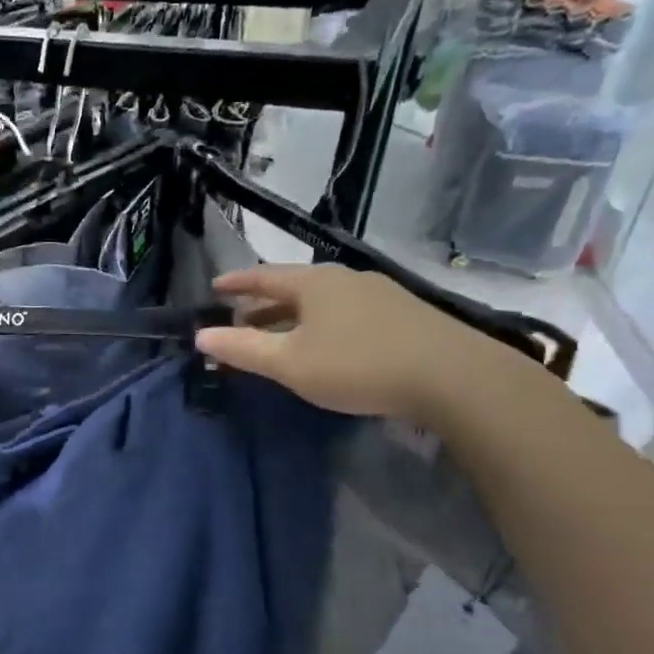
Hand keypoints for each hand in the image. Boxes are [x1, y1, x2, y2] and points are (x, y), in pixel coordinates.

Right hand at [195, 265, 510, 423]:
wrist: (452, 377)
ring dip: (294, 315)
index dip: (237, 282)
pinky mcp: (404, 314)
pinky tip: (328, 343)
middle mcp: (345, 279)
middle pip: (294, 286)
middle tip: (241, 317)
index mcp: (313, 283)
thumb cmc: (358, 365)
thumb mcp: (290, 363)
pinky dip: (323, 322)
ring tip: (279, 333)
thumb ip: (243, 349)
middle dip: (264, 303)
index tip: (215, 287)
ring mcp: (379, 293)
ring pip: (322, 300)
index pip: (264, 276)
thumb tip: (201, 336)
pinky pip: (347, 311)